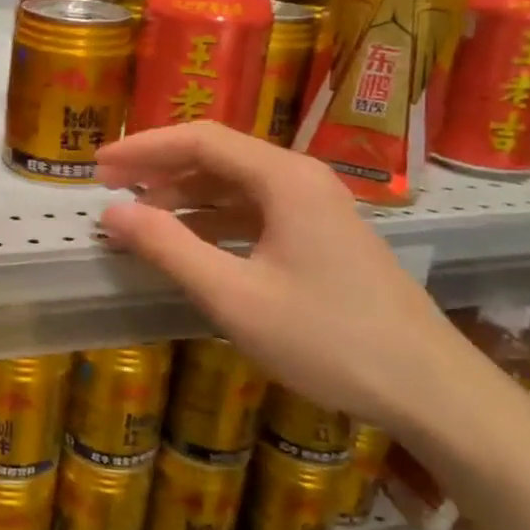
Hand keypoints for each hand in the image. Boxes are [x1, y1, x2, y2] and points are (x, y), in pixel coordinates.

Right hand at [95, 122, 483, 431]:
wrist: (431, 389)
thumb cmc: (327, 338)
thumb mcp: (234, 296)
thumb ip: (169, 248)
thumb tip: (112, 213)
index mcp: (284, 178)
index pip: (200, 140)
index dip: (143, 149)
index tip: (99, 167)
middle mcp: (301, 179)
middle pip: (218, 156)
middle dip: (160, 170)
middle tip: (111, 189)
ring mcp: (316, 208)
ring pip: (237, 185)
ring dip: (186, 196)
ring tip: (142, 217)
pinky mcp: (323, 238)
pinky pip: (256, 212)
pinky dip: (215, 221)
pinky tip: (191, 243)